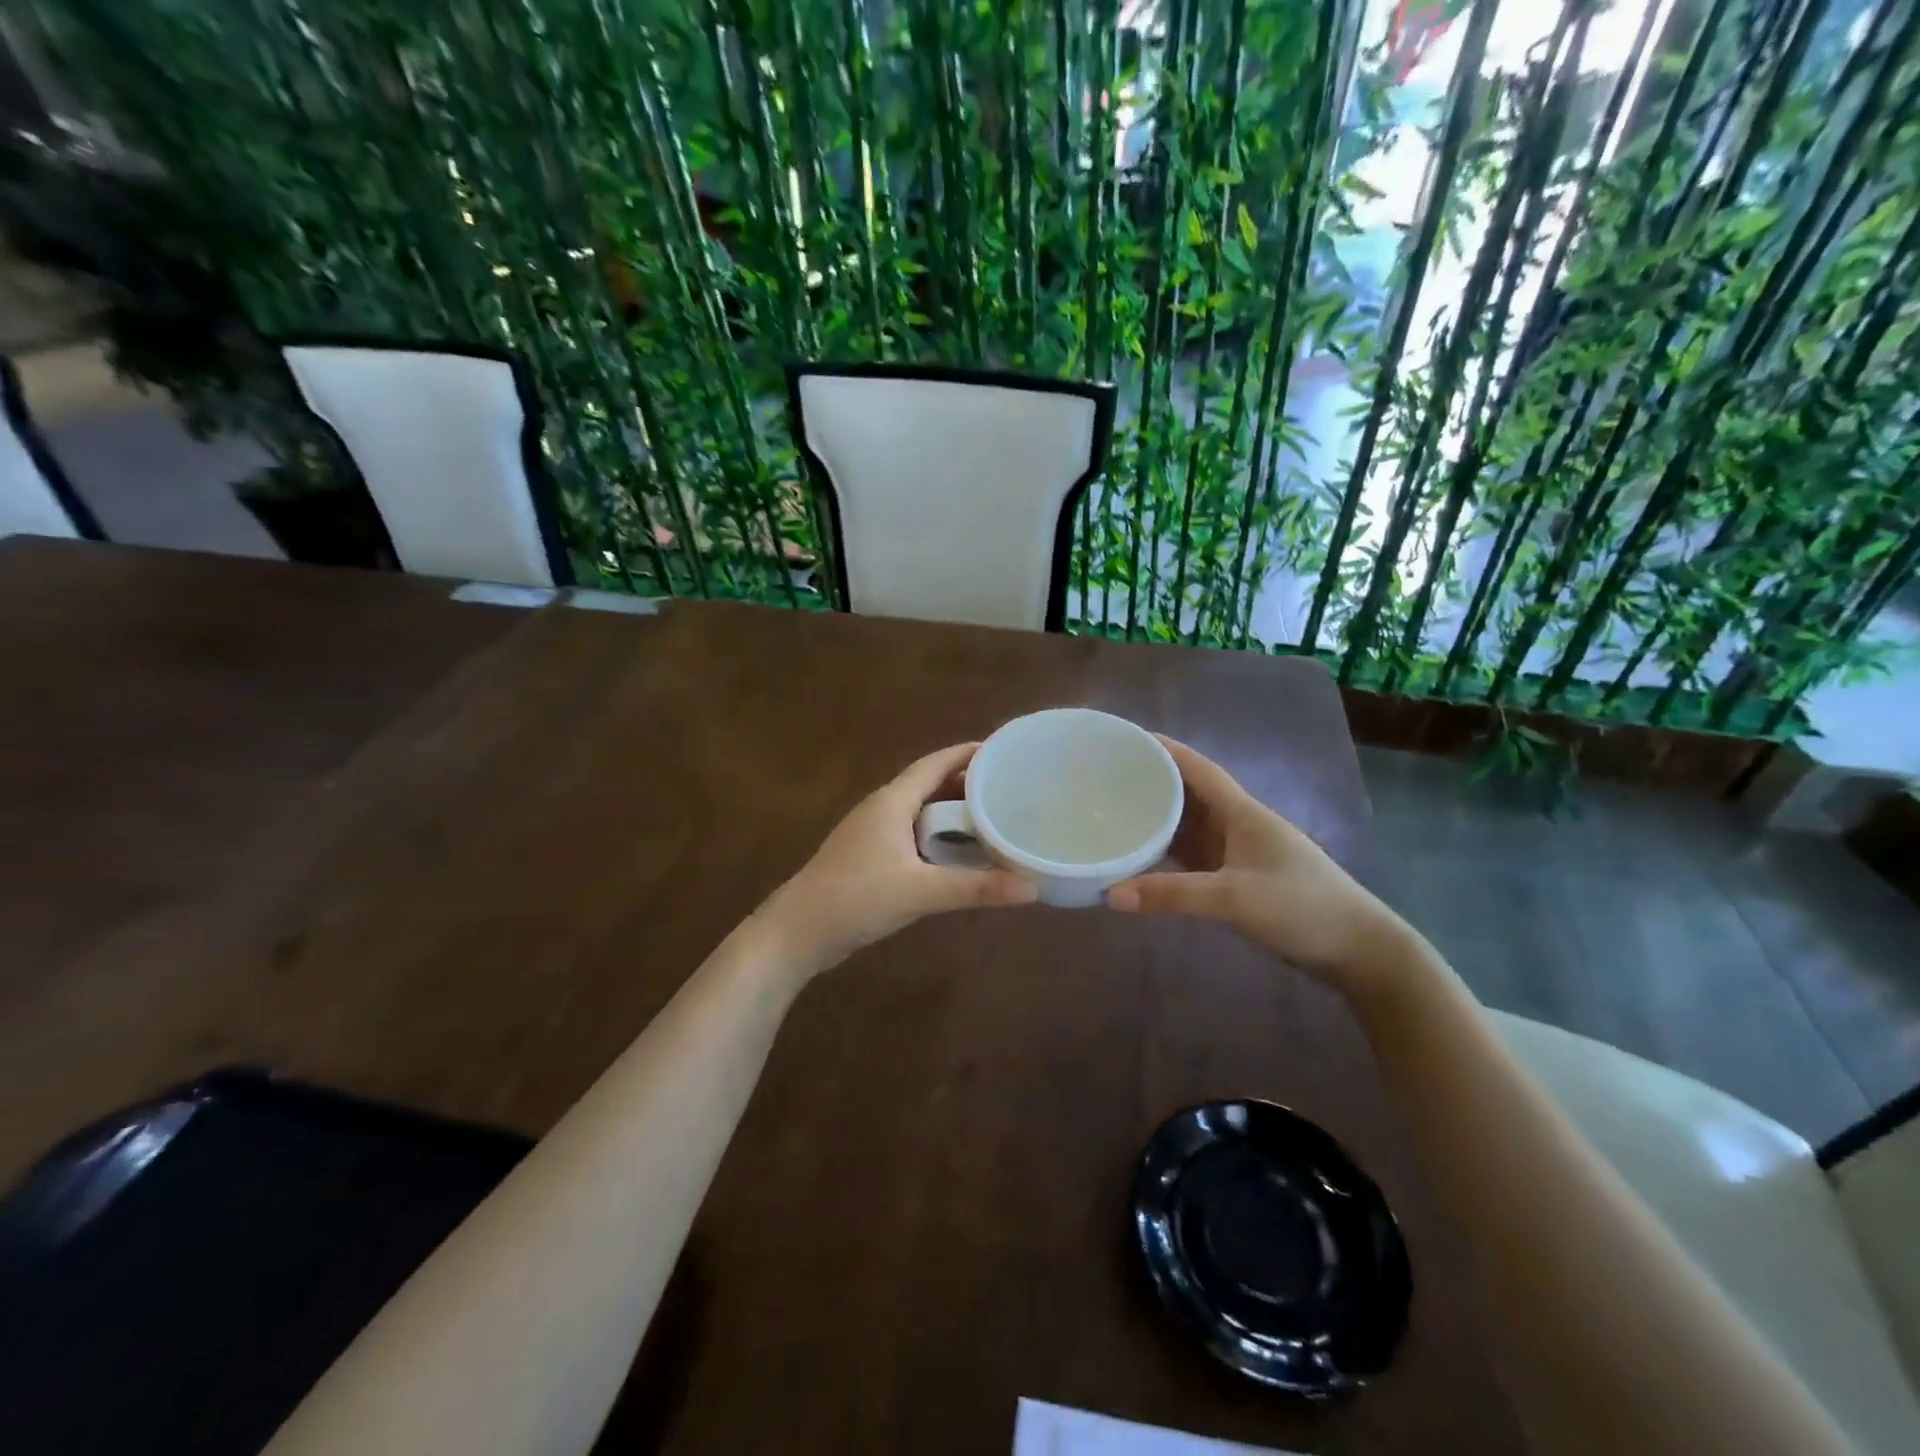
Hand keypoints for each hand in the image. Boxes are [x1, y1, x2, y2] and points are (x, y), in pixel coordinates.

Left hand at [760, 742, 1037, 975]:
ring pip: (921, 811)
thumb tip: (1032, 888)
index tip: (1003, 751)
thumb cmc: (855, 898)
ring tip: (992, 818)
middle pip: (929, 784)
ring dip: (952, 811)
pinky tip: (959, 854)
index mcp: (892, 802)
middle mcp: (882, 809)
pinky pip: (913, 834)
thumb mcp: (920, 892)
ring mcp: (873, 833)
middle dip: (967, 783)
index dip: (968, 754)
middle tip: (1009, 788)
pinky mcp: (870, 857)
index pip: (935, 763)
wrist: (796, 933)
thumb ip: (975, 888)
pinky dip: (939, 836)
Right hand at [1106, 737, 1412, 995]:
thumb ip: (1173, 895)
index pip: (1196, 767)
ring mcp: (1238, 851)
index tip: (1126, 739)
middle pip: (1188, 792)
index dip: (1164, 749)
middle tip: (1105, 778)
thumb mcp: (1234, 898)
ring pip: (1189, 824)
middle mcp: (1237, 823)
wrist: (1357, 949)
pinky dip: (1167, 851)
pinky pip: (1193, 854)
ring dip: (1158, 817)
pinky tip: (1143, 856)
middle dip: (1152, 781)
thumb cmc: (1302, 907)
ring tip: (1114, 811)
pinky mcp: (1238, 877)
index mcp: (1241, 811)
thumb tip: (1110, 894)